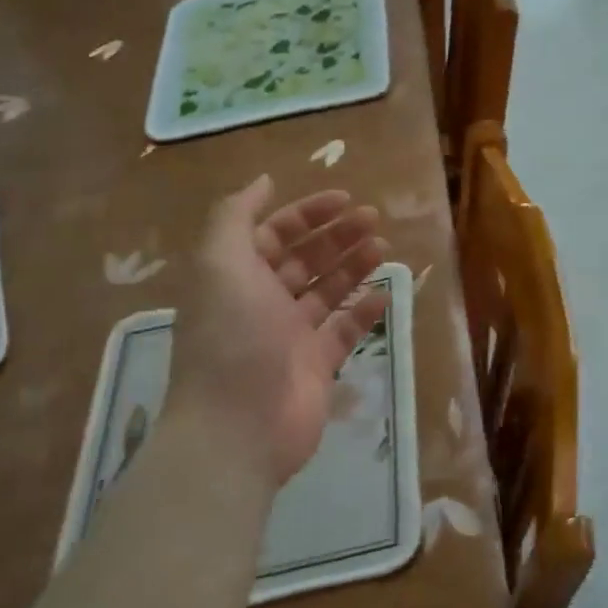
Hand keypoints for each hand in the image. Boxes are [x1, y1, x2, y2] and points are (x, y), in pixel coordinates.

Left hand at [172, 177, 389, 486]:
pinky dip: (365, 310)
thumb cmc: (232, 337)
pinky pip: (345, 330)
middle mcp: (262, 303)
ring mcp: (291, 336)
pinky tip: (387, 292)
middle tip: (373, 218)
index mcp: (235, 278)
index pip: (273, 235)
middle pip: (304, 259)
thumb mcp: (220, 262)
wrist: (239, 426)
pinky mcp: (317, 365)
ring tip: (382, 247)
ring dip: (354, 265)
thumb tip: (262, 181)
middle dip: (336, 236)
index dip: (306, 213)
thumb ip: (235, 216)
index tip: (344, 198)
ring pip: (328, 291)